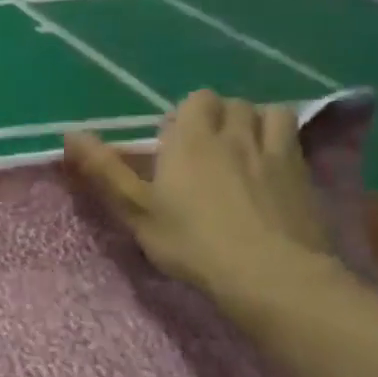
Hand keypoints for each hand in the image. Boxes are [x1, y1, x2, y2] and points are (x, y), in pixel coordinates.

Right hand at [66, 91, 330, 299]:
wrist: (272, 276)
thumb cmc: (192, 242)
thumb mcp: (135, 210)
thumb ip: (104, 169)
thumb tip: (70, 134)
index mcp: (191, 139)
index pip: (196, 100)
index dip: (185, 115)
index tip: (172, 143)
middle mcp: (235, 135)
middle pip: (232, 103)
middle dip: (219, 115)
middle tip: (205, 146)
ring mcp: (277, 154)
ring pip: (271, 114)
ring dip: (256, 122)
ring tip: (244, 148)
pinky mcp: (306, 177)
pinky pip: (297, 141)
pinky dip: (283, 143)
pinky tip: (273, 169)